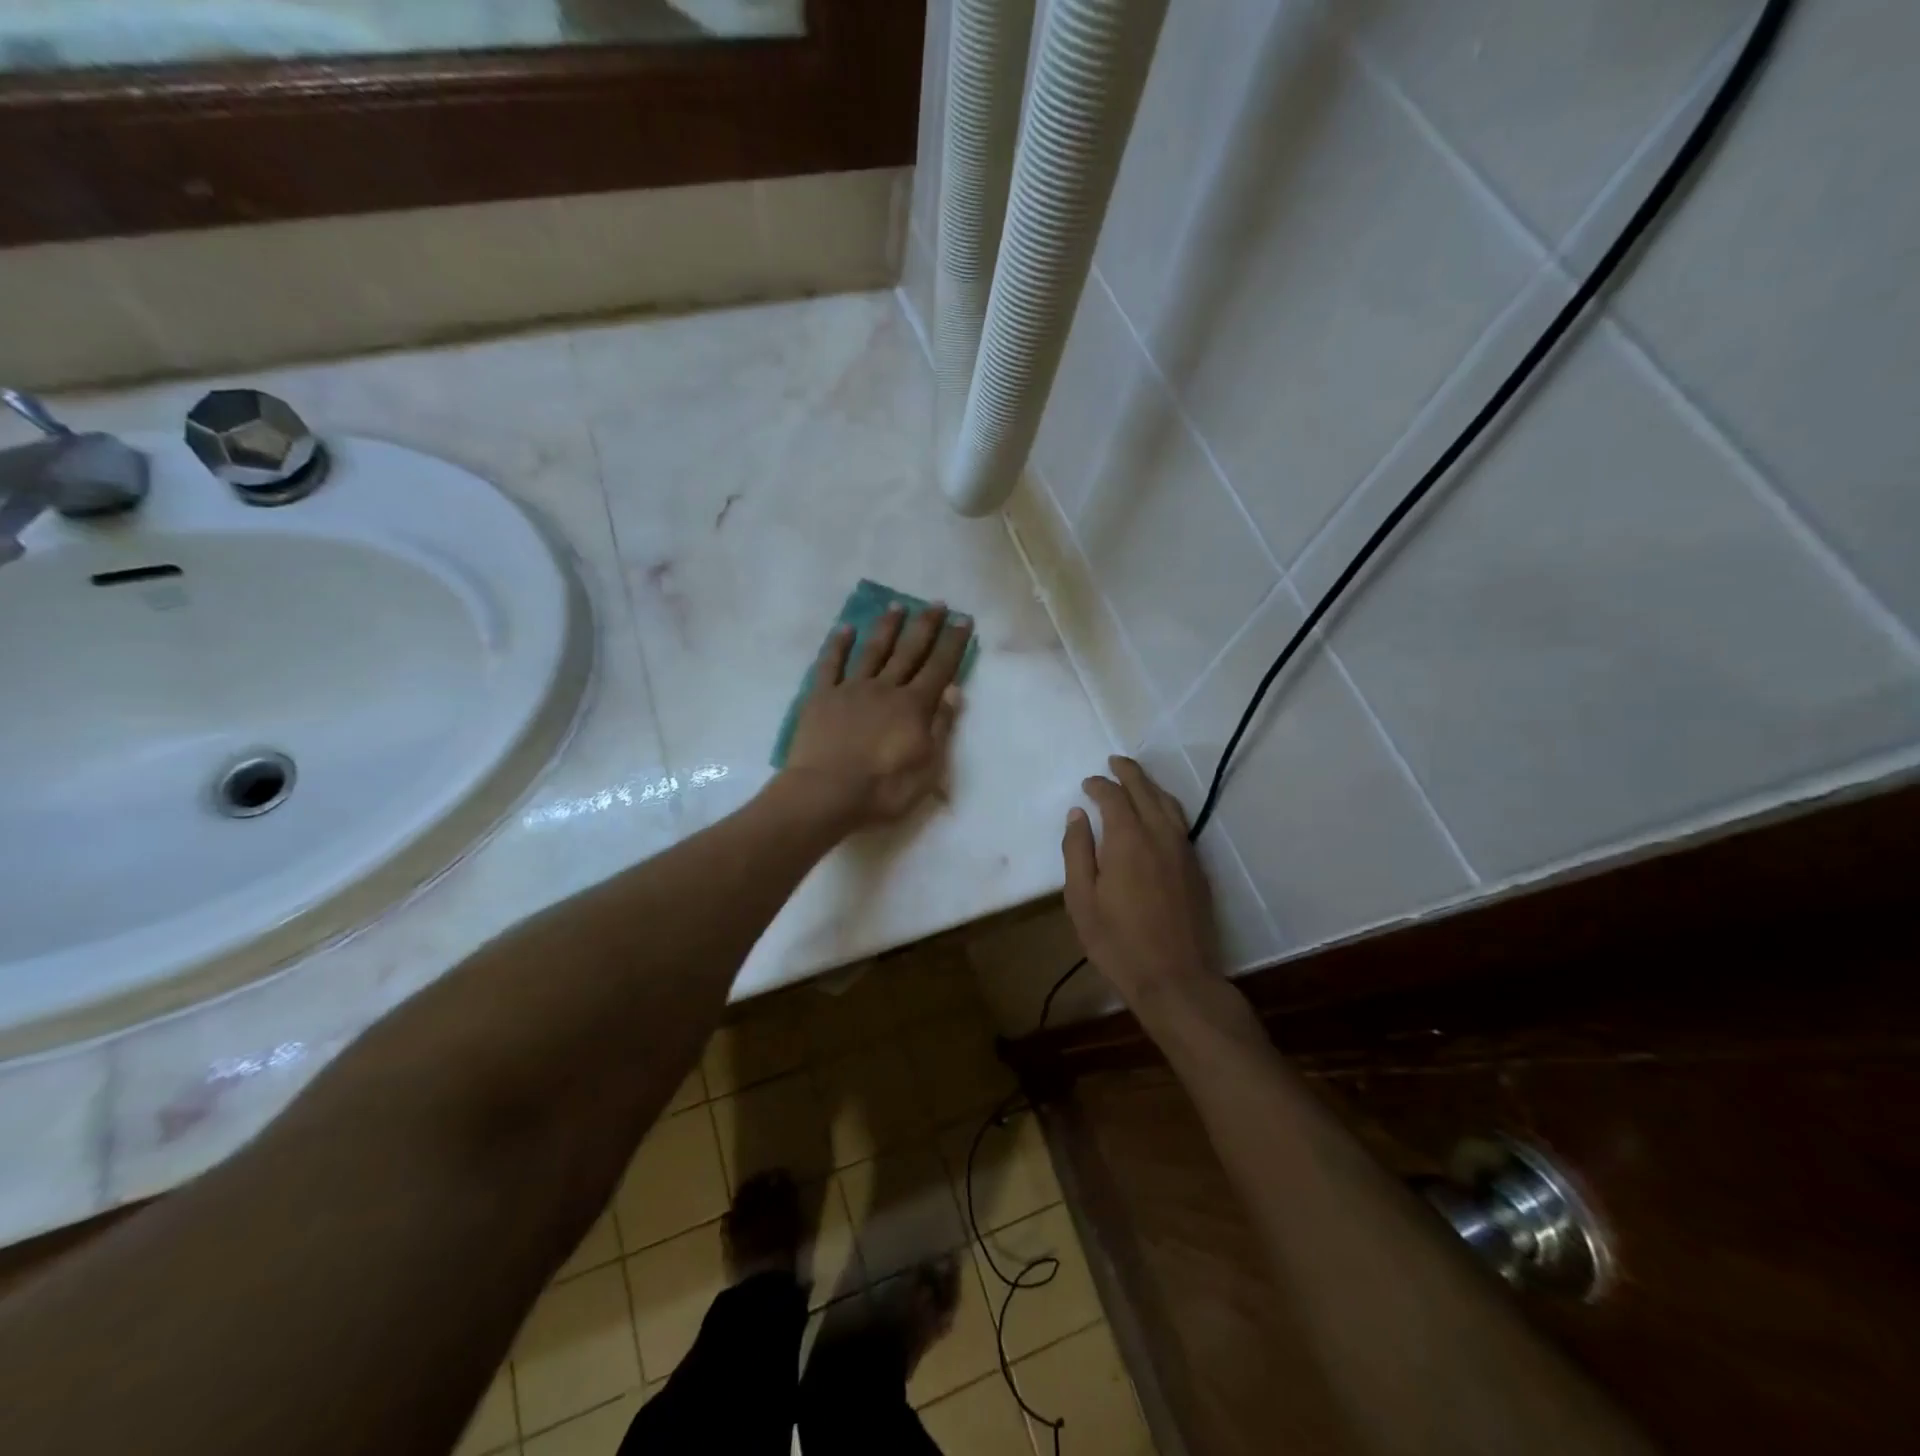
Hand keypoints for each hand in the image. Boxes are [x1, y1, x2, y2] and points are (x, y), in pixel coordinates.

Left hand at [781, 601, 971, 830]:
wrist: (826, 793)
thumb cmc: (883, 789)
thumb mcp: (927, 768)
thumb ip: (941, 727)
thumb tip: (953, 692)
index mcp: (914, 706)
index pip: (940, 667)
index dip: (953, 643)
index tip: (962, 619)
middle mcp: (885, 688)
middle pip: (909, 651)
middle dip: (925, 626)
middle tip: (936, 603)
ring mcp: (851, 689)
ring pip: (873, 650)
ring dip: (887, 627)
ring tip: (897, 605)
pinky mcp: (821, 697)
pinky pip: (831, 664)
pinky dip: (838, 645)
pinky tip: (845, 628)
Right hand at [1062, 756, 1222, 1010]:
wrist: (1176, 979)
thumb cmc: (1118, 942)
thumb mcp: (1081, 900)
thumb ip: (1077, 852)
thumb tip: (1078, 815)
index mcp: (1127, 839)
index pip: (1114, 796)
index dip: (1099, 785)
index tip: (1087, 784)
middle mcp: (1160, 835)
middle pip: (1145, 790)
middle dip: (1128, 772)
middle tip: (1114, 762)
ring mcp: (1183, 850)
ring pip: (1169, 804)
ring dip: (1150, 786)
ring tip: (1136, 780)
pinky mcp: (1197, 868)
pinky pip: (1180, 823)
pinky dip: (1165, 807)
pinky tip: (1157, 815)